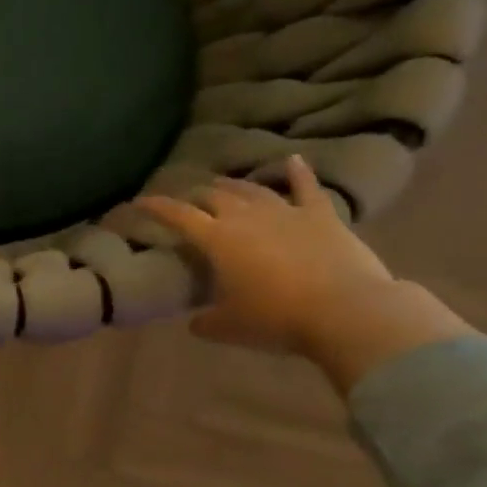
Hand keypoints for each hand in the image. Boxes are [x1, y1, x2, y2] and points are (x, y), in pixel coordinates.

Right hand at [135, 155, 395, 353]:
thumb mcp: (228, 327)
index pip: (177, 215)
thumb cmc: (276, 319)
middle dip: (194, 196)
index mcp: (216, 239)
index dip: (155, 207)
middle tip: (186, 201)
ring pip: (252, 189)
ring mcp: (286, 212)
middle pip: (213, 196)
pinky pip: (307, 187)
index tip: (139, 201)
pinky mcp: (321, 216)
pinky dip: (298, 172)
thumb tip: (196, 322)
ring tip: (221, 184)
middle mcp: (245, 217)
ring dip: (233, 185)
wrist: (346, 312)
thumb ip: (205, 321)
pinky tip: (292, 160)